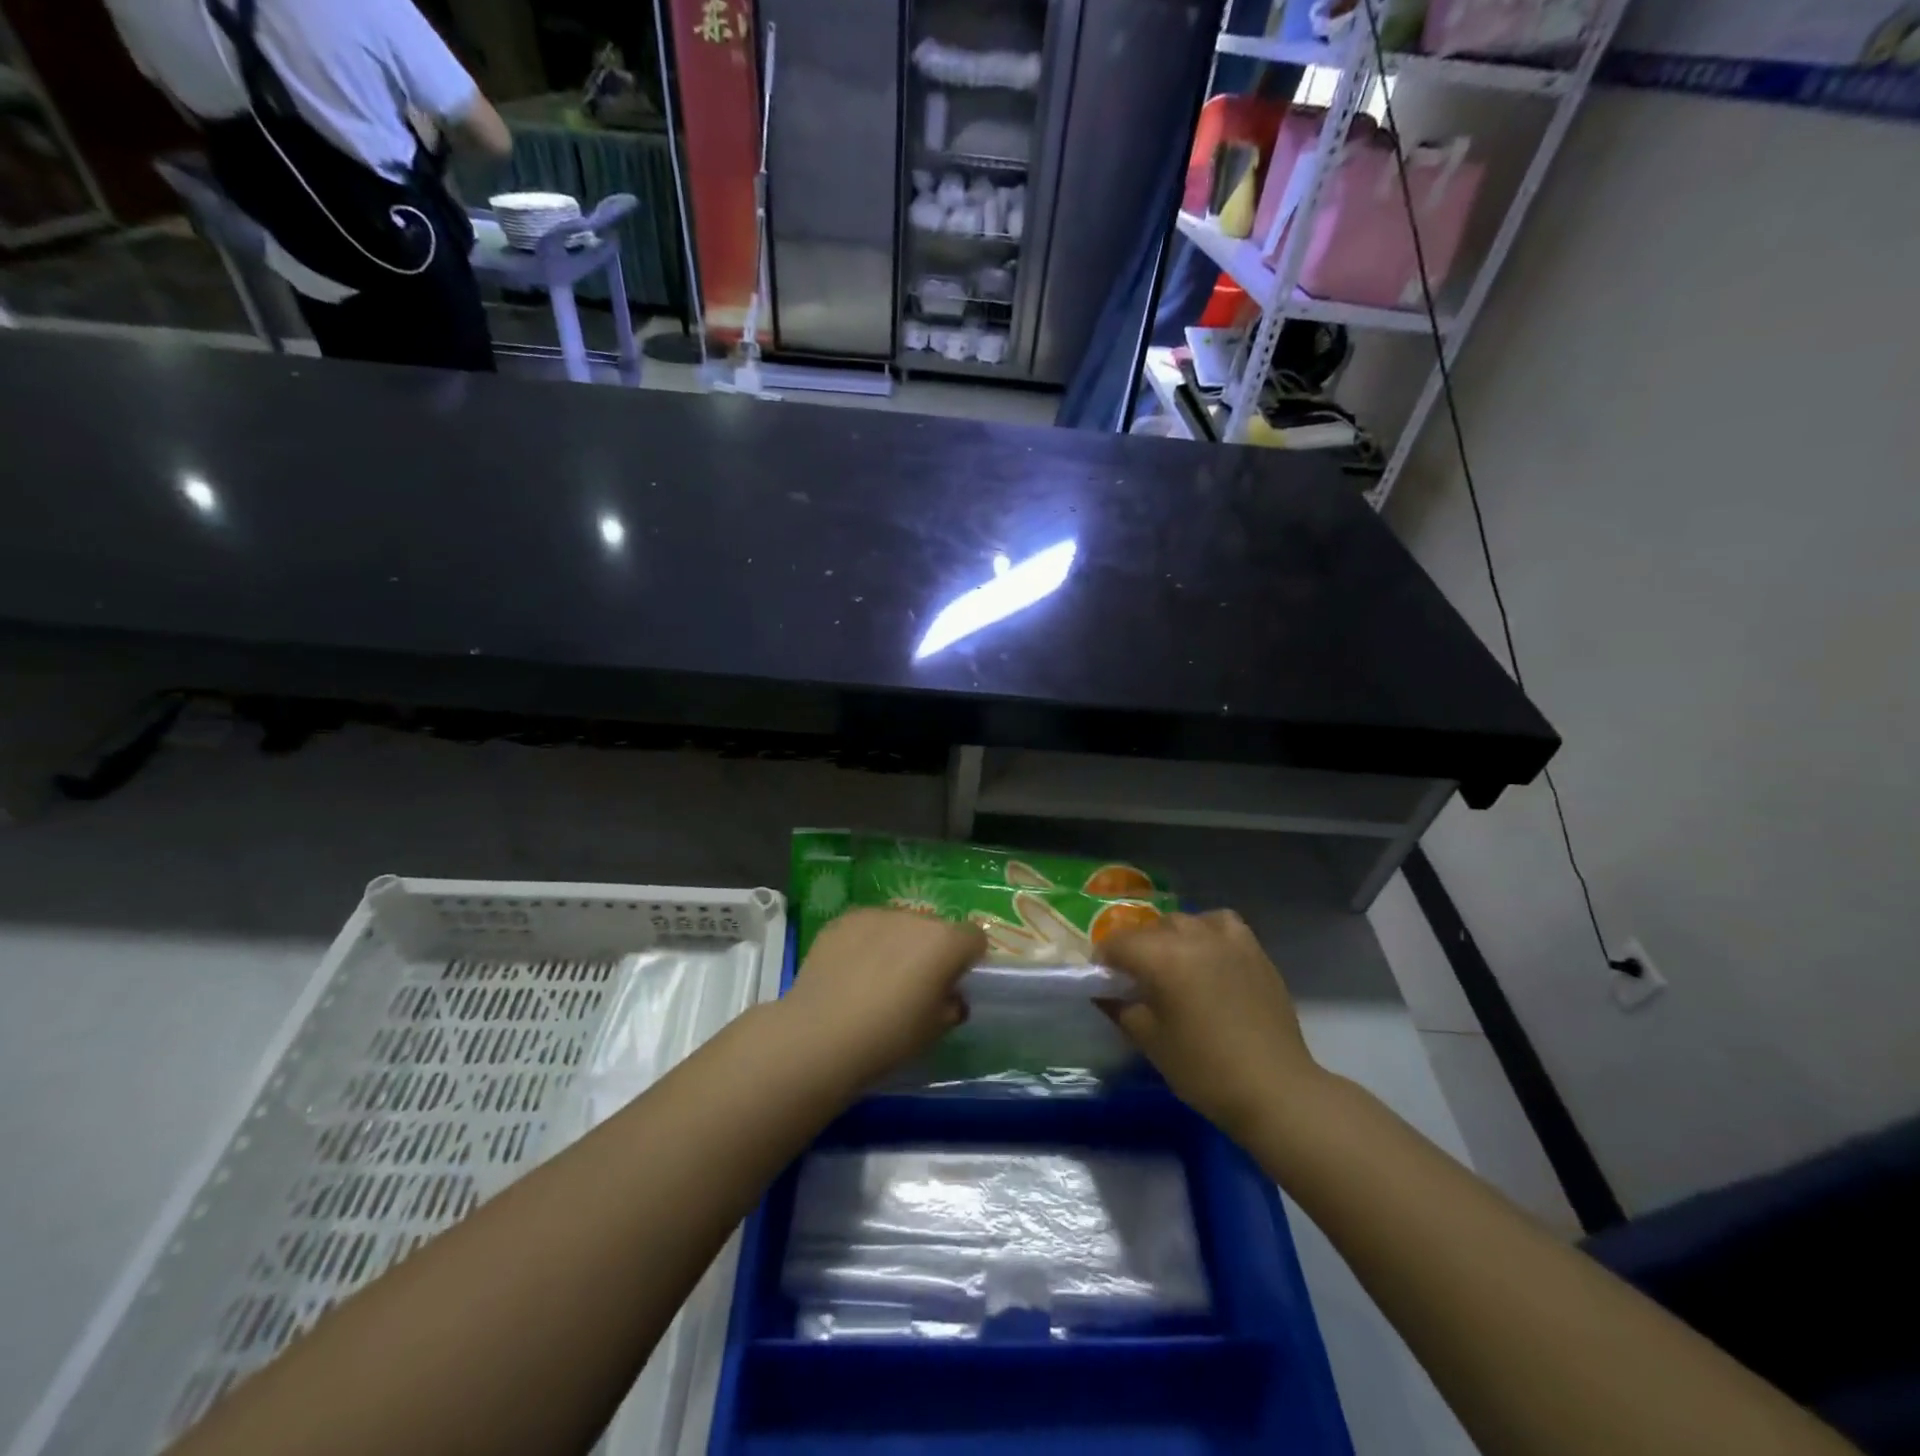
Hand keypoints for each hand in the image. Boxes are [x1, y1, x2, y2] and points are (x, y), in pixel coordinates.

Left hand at [777, 909, 984, 1091]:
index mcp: (945, 943)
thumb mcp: (934, 1031)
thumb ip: (951, 1006)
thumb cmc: (888, 1037)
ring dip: (897, 943)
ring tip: (875, 978)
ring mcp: (876, 915)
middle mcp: (914, 919)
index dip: (968, 959)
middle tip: (913, 985)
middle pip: (934, 929)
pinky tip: (849, 972)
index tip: (953, 982)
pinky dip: (865, 943)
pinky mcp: (843, 920)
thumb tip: (949, 996)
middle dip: (930, 950)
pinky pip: (867, 927)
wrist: (820, 1035)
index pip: (974, 937)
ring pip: (899, 925)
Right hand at [1097, 910, 1319, 1140]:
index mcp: (1161, 957)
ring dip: (1169, 938)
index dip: (1104, 960)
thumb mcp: (1150, 1041)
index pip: (1118, 943)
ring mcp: (1227, 939)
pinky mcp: (1253, 949)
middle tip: (1137, 981)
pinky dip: (1207, 931)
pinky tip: (1207, 954)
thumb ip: (1120, 1007)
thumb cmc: (1204, 1069)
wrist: (1275, 1089)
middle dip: (1136, 949)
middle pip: (1150, 929)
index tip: (1105, 983)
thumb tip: (1104, 991)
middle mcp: (1192, 936)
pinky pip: (1220, 923)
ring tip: (1173, 966)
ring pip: (1184, 922)